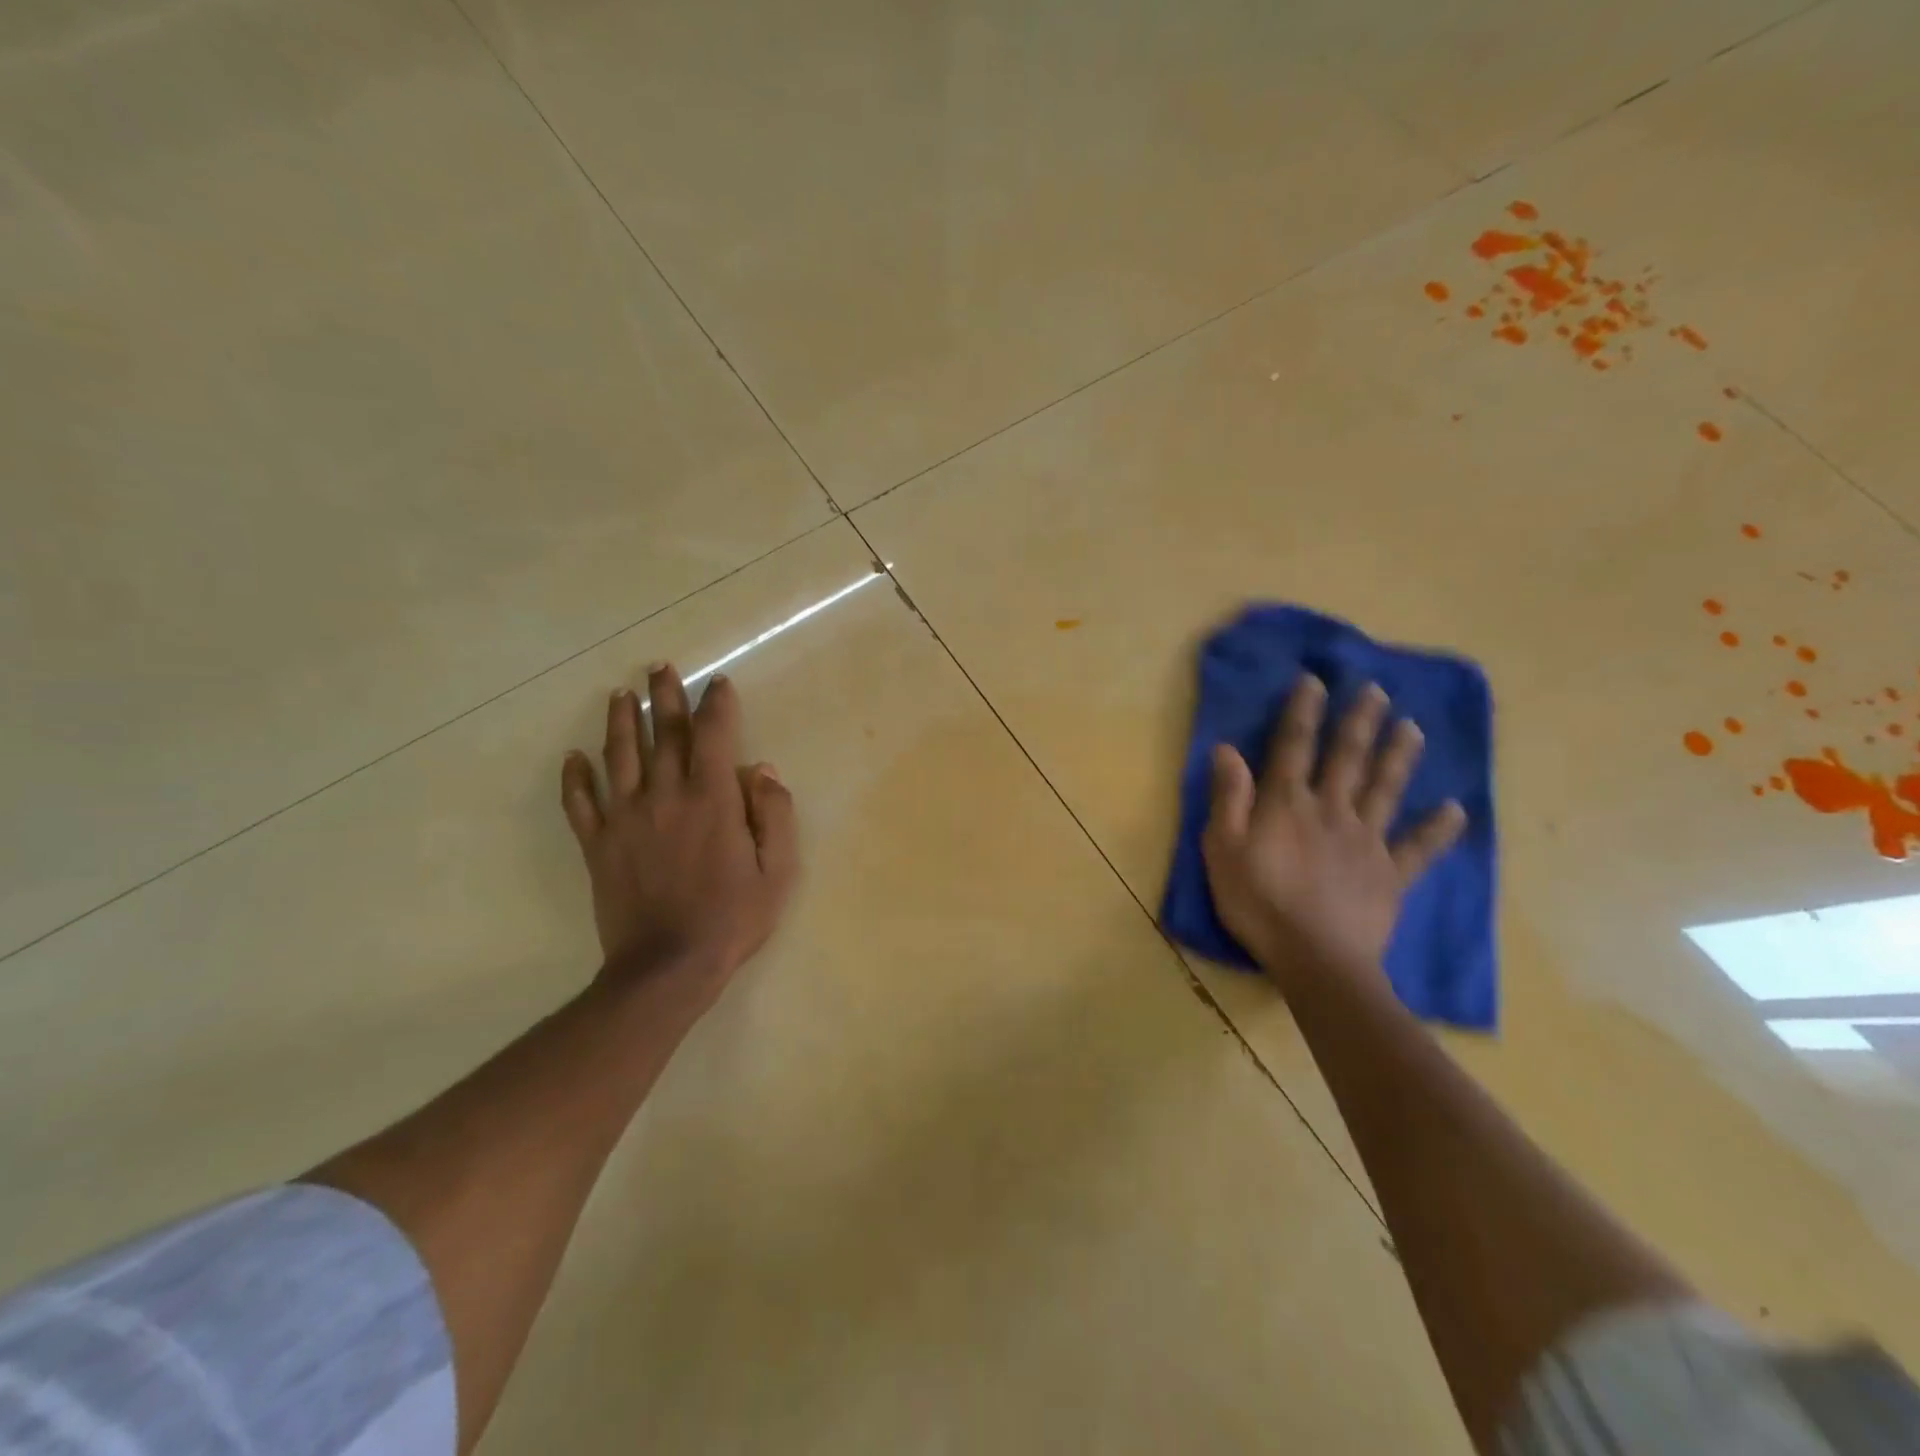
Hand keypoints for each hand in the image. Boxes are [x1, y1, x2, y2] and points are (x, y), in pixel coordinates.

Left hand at [560, 664, 798, 1014]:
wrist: (667, 968)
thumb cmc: (732, 918)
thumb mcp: (778, 871)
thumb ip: (774, 815)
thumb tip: (763, 772)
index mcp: (712, 799)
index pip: (713, 735)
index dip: (717, 704)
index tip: (718, 684)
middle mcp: (665, 796)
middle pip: (663, 734)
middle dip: (664, 696)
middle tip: (660, 667)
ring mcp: (625, 819)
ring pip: (619, 757)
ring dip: (620, 721)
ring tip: (620, 695)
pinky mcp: (598, 845)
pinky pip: (580, 803)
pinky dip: (574, 778)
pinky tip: (573, 757)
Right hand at [1201, 676, 1464, 980]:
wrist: (1316, 959)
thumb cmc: (1258, 902)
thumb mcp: (1223, 849)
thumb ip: (1228, 798)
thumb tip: (1227, 749)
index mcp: (1287, 804)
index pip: (1294, 747)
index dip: (1303, 712)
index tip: (1315, 681)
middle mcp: (1331, 810)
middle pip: (1347, 758)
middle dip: (1360, 722)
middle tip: (1377, 690)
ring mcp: (1366, 841)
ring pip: (1386, 790)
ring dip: (1399, 757)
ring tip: (1413, 727)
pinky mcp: (1390, 874)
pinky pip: (1417, 848)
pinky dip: (1437, 830)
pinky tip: (1456, 810)